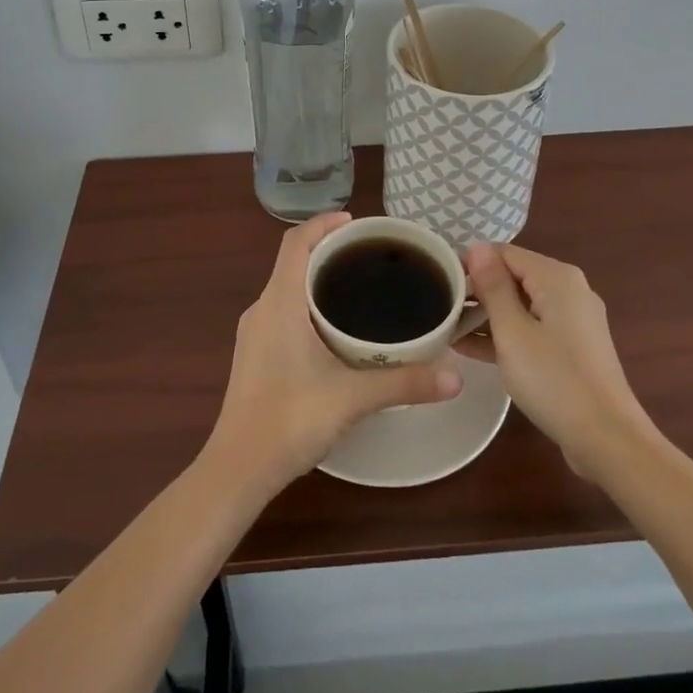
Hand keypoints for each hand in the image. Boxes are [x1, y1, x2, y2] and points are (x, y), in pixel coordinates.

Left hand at [205, 212, 462, 491]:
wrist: (237, 469)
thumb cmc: (289, 421)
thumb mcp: (352, 399)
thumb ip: (404, 384)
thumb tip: (455, 376)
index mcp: (279, 302)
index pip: (296, 242)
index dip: (323, 223)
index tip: (358, 223)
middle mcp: (262, 308)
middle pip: (293, 261)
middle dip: (329, 250)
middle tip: (371, 257)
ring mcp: (254, 333)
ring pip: (287, 287)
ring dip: (318, 278)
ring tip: (359, 288)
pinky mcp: (255, 354)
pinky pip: (282, 310)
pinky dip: (308, 304)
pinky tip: (335, 330)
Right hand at [464, 243, 654, 475]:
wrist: (608, 440)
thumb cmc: (554, 379)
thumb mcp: (512, 331)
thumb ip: (492, 286)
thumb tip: (477, 246)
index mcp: (556, 277)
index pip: (503, 253)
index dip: (470, 264)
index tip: (440, 283)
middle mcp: (569, 289)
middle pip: (513, 277)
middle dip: (477, 291)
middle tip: (441, 310)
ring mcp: (574, 320)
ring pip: (521, 306)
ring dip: (487, 316)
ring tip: (448, 330)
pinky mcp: (573, 348)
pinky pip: (533, 328)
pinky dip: (507, 335)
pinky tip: (472, 350)